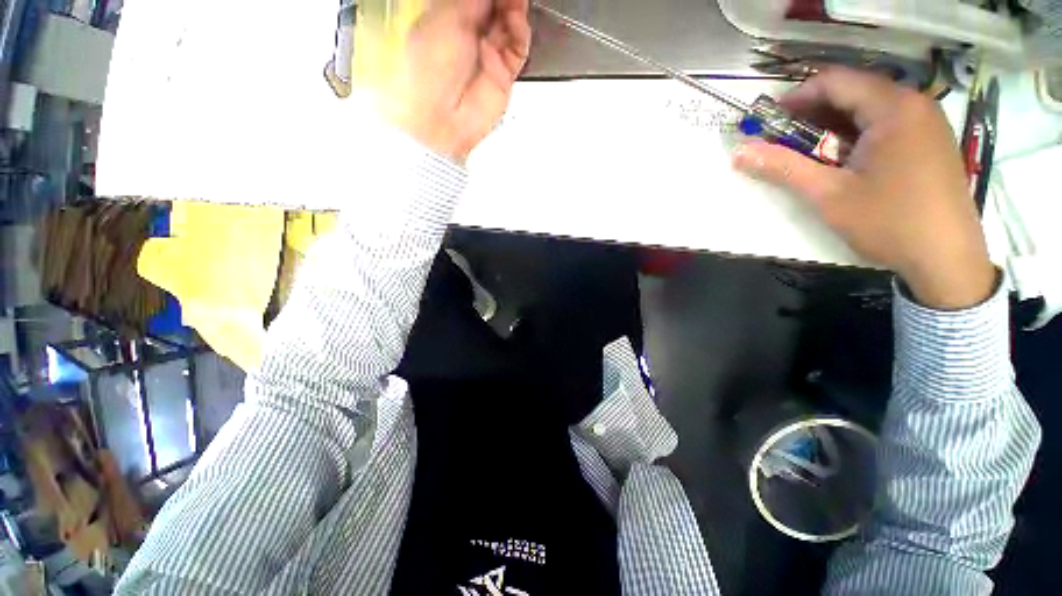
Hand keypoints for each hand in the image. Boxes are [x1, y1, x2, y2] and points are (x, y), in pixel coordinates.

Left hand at [380, 0, 530, 162]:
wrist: (441, 118)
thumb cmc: (429, 72)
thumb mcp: (446, 18)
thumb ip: (471, 2)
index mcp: (448, 17)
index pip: (475, 0)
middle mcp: (470, 36)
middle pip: (496, 8)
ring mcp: (489, 56)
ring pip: (510, 25)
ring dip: (514, 9)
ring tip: (515, 1)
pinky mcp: (503, 75)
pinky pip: (518, 49)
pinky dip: (520, 32)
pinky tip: (517, 20)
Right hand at [733, 68, 995, 309]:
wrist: (947, 258)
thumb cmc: (889, 222)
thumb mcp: (828, 195)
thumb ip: (783, 168)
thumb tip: (739, 153)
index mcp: (893, 107)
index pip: (835, 81)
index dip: (796, 97)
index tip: (768, 122)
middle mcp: (914, 103)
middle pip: (853, 91)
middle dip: (812, 113)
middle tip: (782, 140)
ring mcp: (926, 122)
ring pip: (868, 108)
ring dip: (832, 125)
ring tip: (808, 152)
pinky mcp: (930, 141)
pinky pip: (885, 124)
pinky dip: (856, 134)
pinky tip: (842, 160)